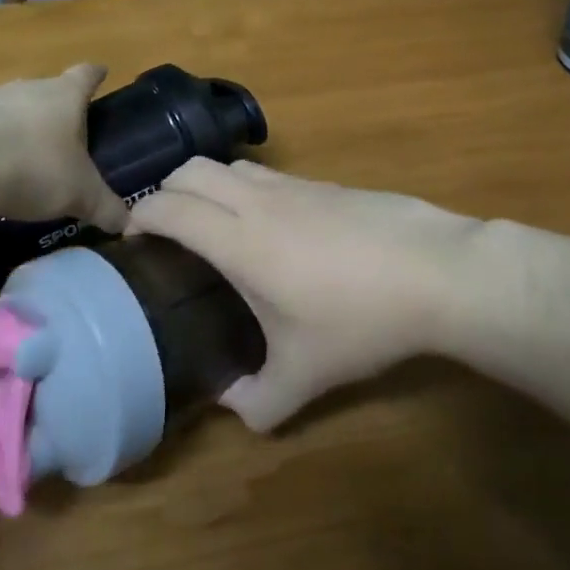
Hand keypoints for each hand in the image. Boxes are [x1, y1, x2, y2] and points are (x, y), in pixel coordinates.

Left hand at [0, 65, 127, 231]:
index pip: (86, 75)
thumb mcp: (81, 195)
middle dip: (54, 112)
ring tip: (18, 161)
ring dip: (15, 126)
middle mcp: (27, 87)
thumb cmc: (35, 170)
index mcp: (64, 96)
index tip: (100, 74)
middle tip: (60, 143)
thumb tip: (128, 223)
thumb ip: (106, 207)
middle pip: (47, 92)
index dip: (95, 76)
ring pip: (9, 107)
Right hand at [127, 159, 480, 430]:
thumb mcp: (305, 377)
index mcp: (239, 240)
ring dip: (209, 185)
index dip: (140, 216)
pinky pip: (270, 175)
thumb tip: (230, 405)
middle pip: (192, 169)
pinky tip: (273, 228)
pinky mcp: (327, 183)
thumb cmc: (360, 320)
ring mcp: (296, 186)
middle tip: (169, 232)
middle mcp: (259, 201)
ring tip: (217, 225)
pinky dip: (249, 188)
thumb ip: (258, 402)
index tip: (134, 241)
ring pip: (232, 165)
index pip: (170, 206)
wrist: (435, 271)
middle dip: (167, 192)